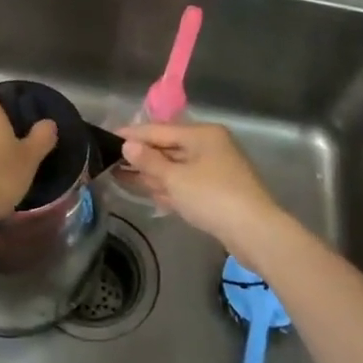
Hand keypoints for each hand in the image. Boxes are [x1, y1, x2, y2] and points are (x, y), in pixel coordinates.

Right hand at [117, 121, 285, 267]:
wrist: (255, 232)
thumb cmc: (212, 197)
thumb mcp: (175, 178)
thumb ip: (149, 161)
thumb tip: (127, 146)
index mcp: (202, 134)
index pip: (159, 130)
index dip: (132, 135)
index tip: (107, 137)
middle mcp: (209, 147)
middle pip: (168, 148)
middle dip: (141, 157)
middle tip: (110, 161)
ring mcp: (215, 170)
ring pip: (176, 168)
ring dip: (151, 174)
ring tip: (120, 177)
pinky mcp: (217, 192)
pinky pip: (185, 184)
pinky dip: (168, 188)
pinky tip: (148, 193)